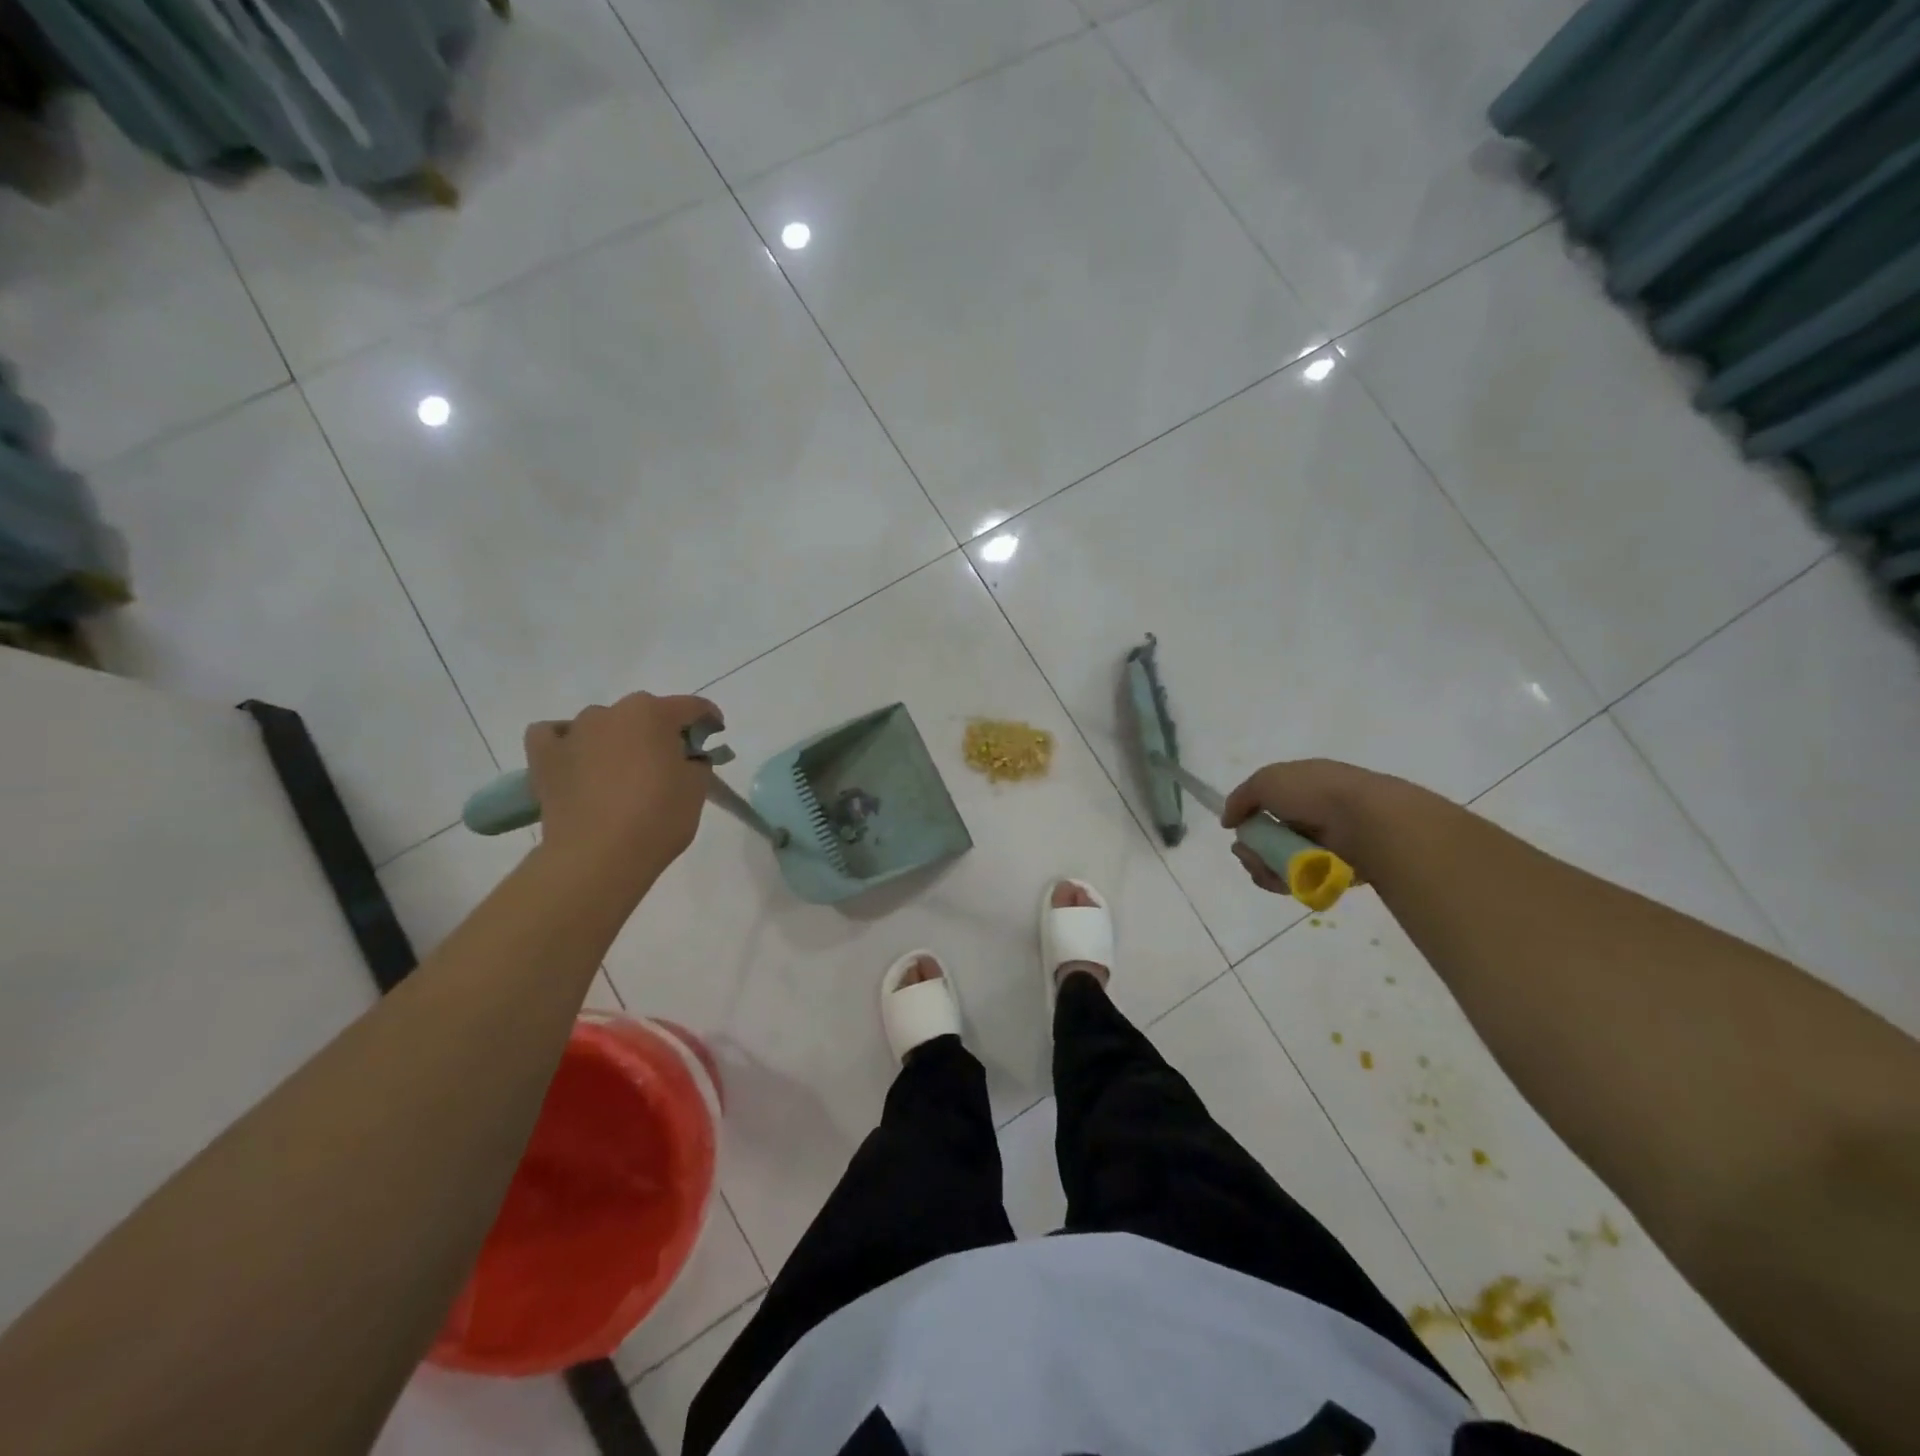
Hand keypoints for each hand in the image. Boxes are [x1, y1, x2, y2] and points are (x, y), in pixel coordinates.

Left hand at [525, 692, 721, 880]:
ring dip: (616, 737)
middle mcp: (611, 712)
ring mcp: (574, 731)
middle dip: (660, 729)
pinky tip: (578, 758)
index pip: (691, 706)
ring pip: (602, 723)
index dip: (708, 718)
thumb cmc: (657, 819)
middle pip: (644, 712)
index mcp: (653, 714)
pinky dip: (567, 741)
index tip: (715, 734)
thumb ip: (697, 762)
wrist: (598, 857)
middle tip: (671, 759)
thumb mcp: (697, 789)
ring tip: (622, 768)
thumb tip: (687, 757)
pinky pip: (554, 734)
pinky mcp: (544, 756)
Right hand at [1221, 759, 1391, 893]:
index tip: (1235, 828)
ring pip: (1278, 862)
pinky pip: (1297, 881)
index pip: (1267, 806)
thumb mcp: (1267, 780)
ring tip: (1263, 867)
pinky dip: (1282, 881)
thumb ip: (1241, 798)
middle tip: (1246, 853)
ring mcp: (1323, 846)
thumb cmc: (1315, 792)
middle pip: (1268, 838)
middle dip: (1250, 848)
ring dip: (1261, 866)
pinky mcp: (1332, 872)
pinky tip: (1279, 879)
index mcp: (1302, 789)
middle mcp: (1312, 816)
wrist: (1368, 821)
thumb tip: (1228, 821)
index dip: (1248, 818)